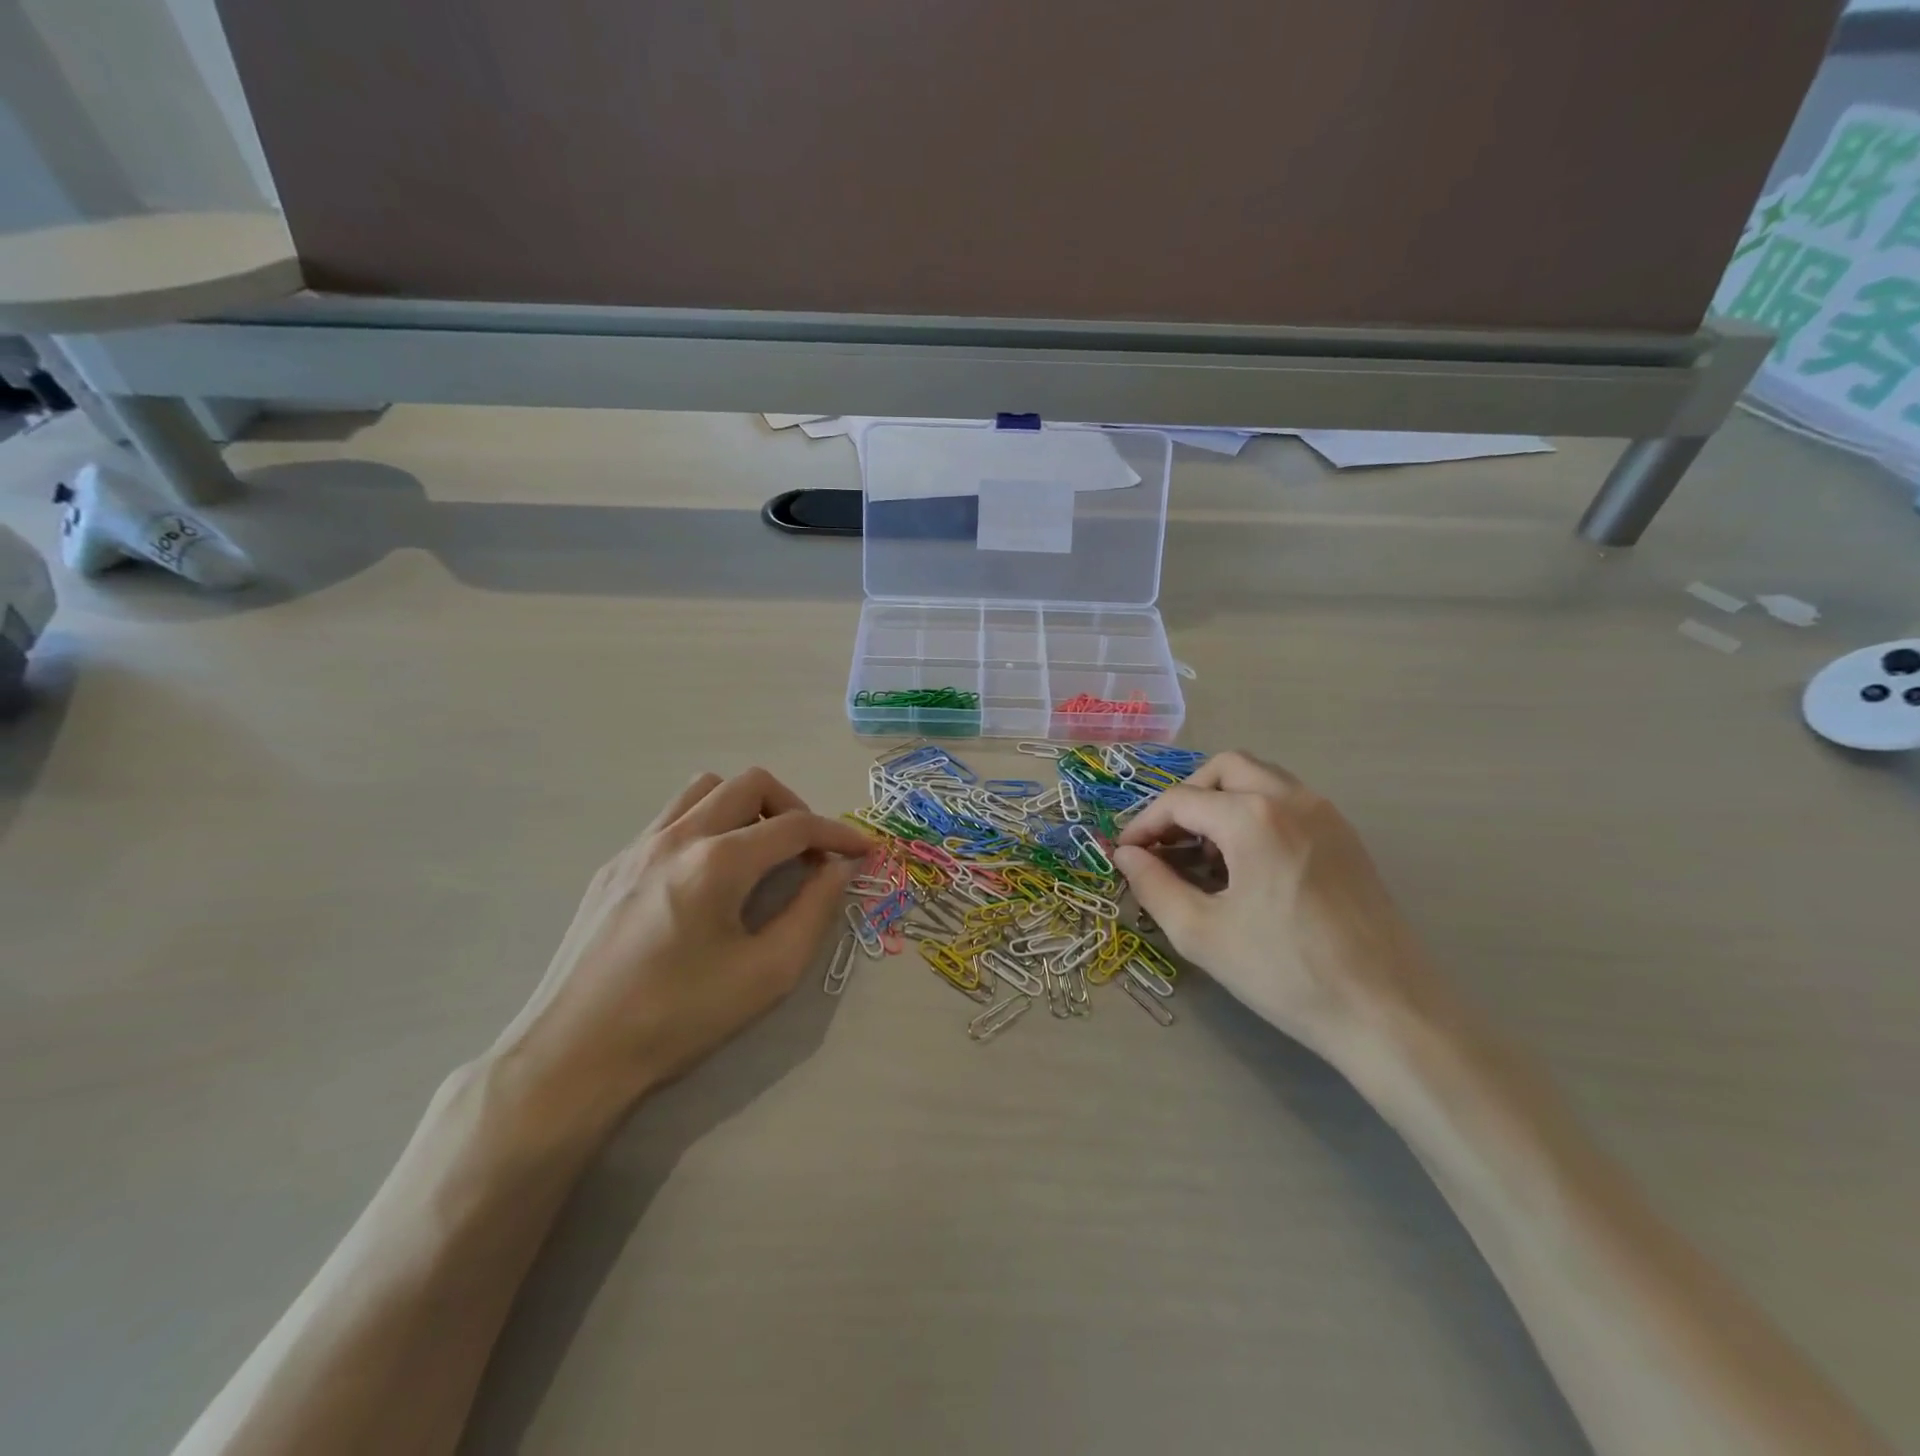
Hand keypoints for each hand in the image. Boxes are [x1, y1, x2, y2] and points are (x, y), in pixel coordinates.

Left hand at [490, 768, 872, 1116]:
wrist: (574, 1056)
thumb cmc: (678, 1019)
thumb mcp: (768, 974)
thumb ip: (814, 912)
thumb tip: (839, 870)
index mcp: (717, 862)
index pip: (795, 826)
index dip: (838, 834)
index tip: (863, 850)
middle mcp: (677, 837)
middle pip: (750, 784)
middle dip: (793, 808)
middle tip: (808, 852)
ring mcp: (637, 846)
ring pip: (704, 790)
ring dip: (745, 807)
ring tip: (759, 853)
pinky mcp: (612, 866)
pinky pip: (671, 819)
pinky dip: (707, 826)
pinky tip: (708, 878)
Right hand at [1115, 751, 1449, 1064]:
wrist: (1387, 1010)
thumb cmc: (1285, 972)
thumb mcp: (1201, 933)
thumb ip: (1153, 885)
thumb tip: (1126, 855)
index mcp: (1252, 817)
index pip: (1180, 801)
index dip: (1143, 824)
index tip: (1125, 854)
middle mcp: (1291, 798)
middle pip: (1223, 769)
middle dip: (1186, 798)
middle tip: (1166, 842)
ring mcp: (1325, 813)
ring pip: (1260, 778)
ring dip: (1222, 801)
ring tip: (1205, 853)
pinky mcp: (1345, 836)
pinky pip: (1288, 801)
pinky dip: (1255, 812)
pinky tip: (1247, 864)